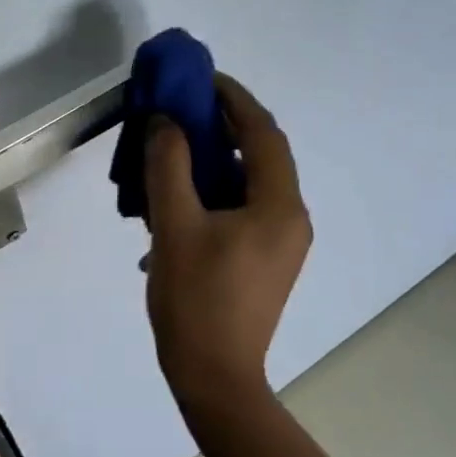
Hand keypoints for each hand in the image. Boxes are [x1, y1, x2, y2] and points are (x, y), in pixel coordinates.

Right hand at [143, 76, 311, 416]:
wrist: (213, 378)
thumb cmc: (195, 300)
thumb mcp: (174, 226)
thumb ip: (169, 166)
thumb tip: (165, 122)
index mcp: (278, 206)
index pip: (262, 133)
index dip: (234, 99)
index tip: (201, 78)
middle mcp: (290, 218)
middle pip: (259, 155)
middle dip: (222, 128)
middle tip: (180, 111)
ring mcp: (280, 243)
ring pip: (248, 184)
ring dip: (213, 163)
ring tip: (171, 154)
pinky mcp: (264, 261)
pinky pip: (242, 210)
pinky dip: (213, 195)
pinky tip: (175, 205)